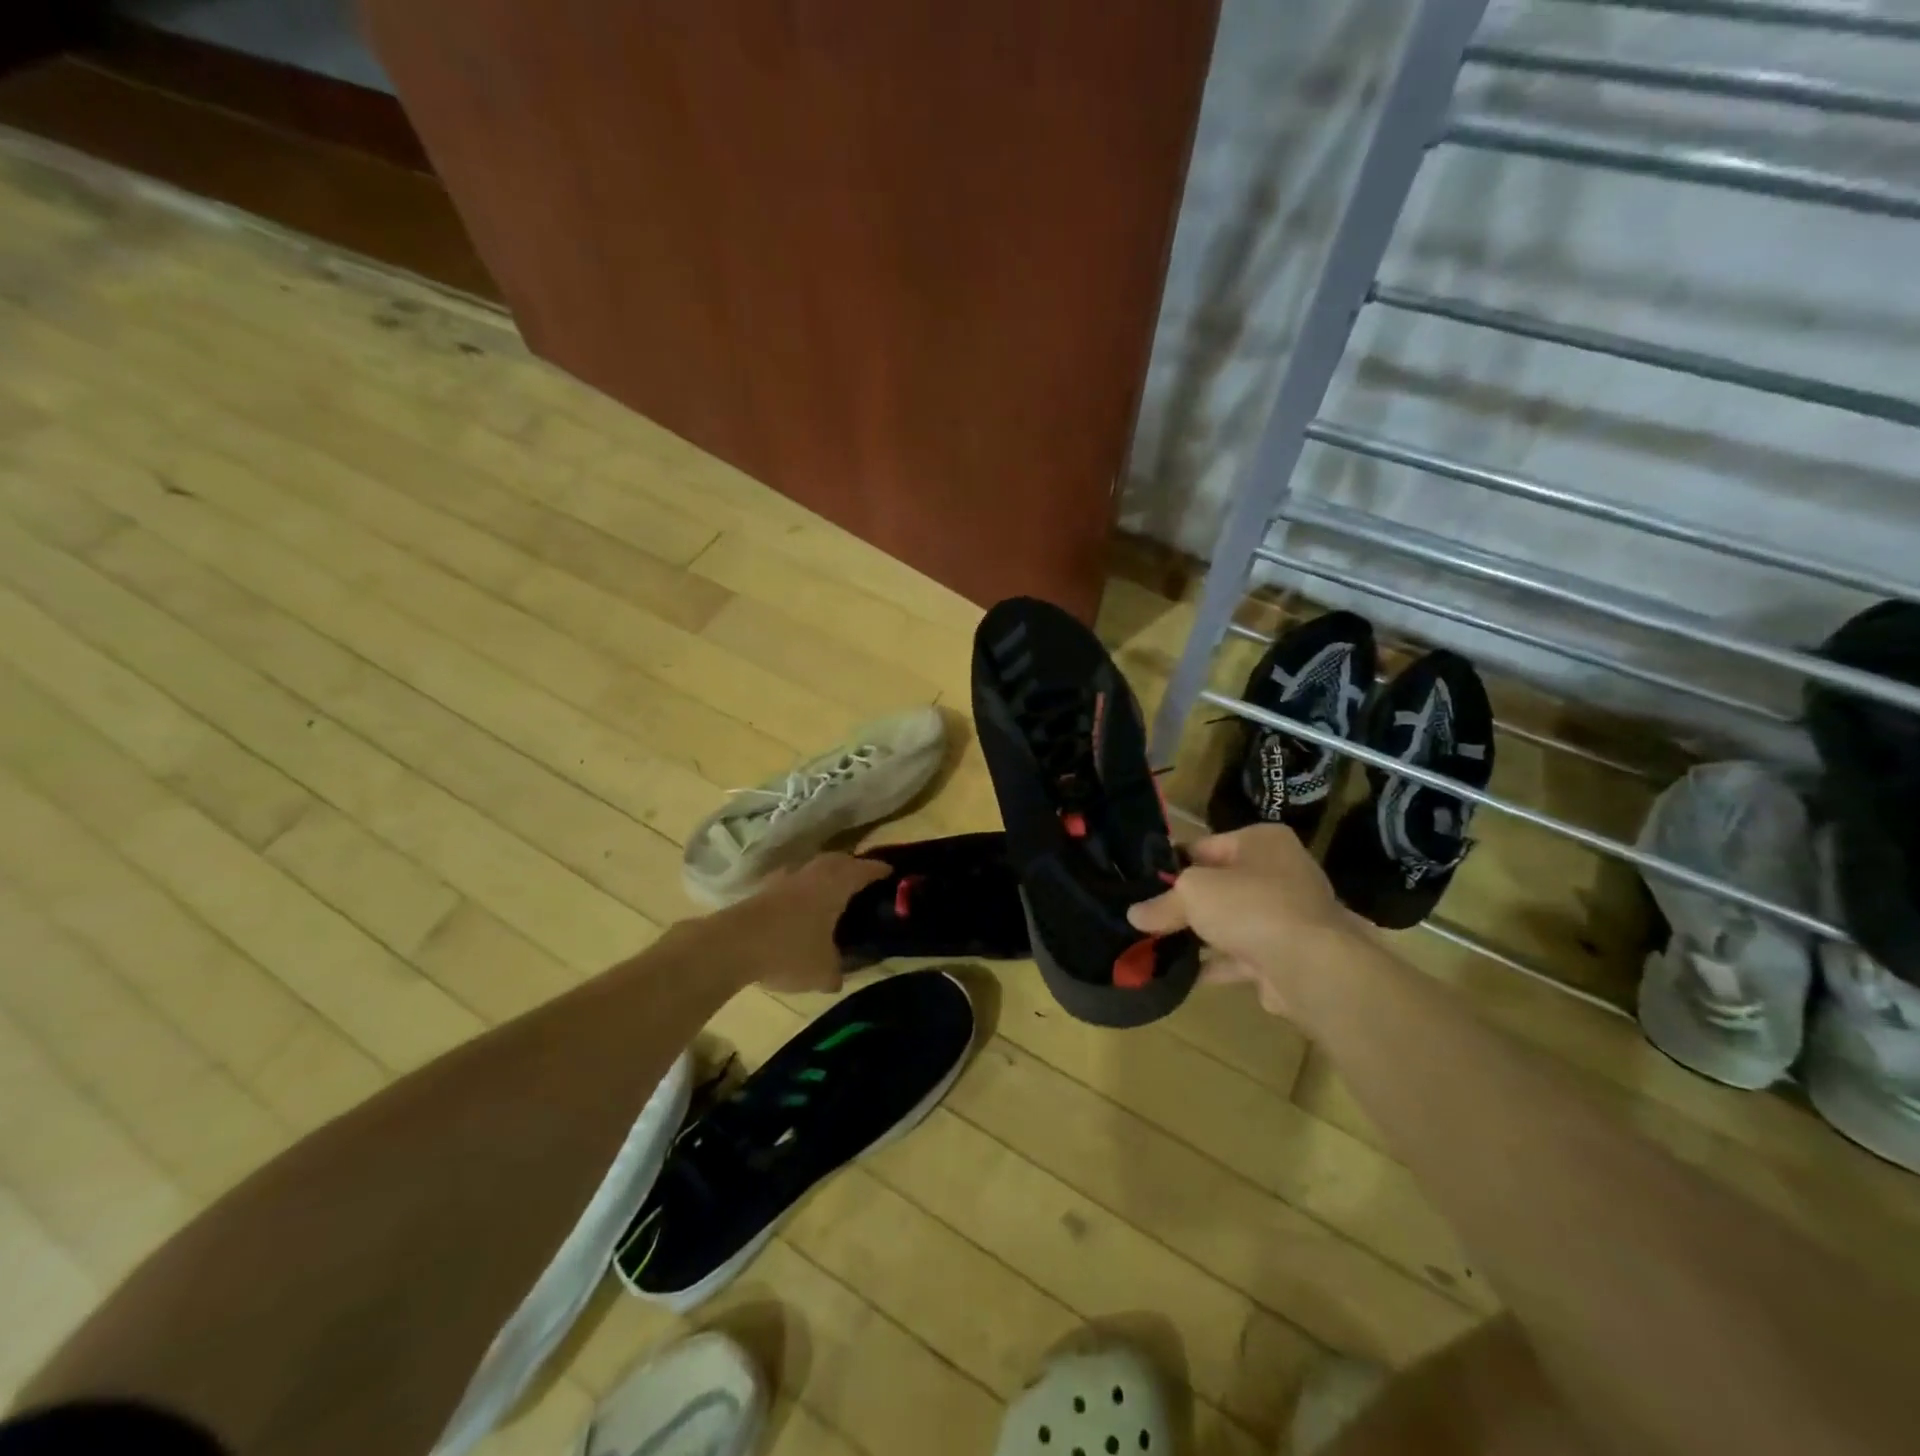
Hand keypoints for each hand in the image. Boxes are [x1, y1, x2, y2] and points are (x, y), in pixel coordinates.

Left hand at [709, 852, 889, 994]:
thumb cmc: (789, 950)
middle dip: (852, 867)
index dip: (879, 870)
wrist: (732, 945)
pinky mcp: (763, 890)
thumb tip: (838, 976)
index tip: (891, 872)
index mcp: (836, 885)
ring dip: (824, 875)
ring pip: (812, 869)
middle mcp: (813, 874)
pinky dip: (801, 890)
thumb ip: (836, 971)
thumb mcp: (822, 971)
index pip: (864, 870)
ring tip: (832, 892)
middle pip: (838, 861)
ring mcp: (785, 879)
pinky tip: (800, 907)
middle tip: (862, 880)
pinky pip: (792, 883)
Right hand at [1128, 824, 1359, 1018]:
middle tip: (1148, 917)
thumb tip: (1134, 915)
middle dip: (1186, 904)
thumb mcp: (1192, 893)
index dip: (1173, 864)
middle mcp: (1281, 872)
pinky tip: (1183, 975)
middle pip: (1220, 885)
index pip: (1205, 846)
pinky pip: (1242, 955)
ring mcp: (1288, 916)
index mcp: (1262, 841)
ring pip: (1232, 922)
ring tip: (1157, 946)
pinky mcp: (1288, 955)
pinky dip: (1215, 964)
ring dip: (1200, 936)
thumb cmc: (1249, 906)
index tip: (1144, 884)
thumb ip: (1162, 903)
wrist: (1310, 967)